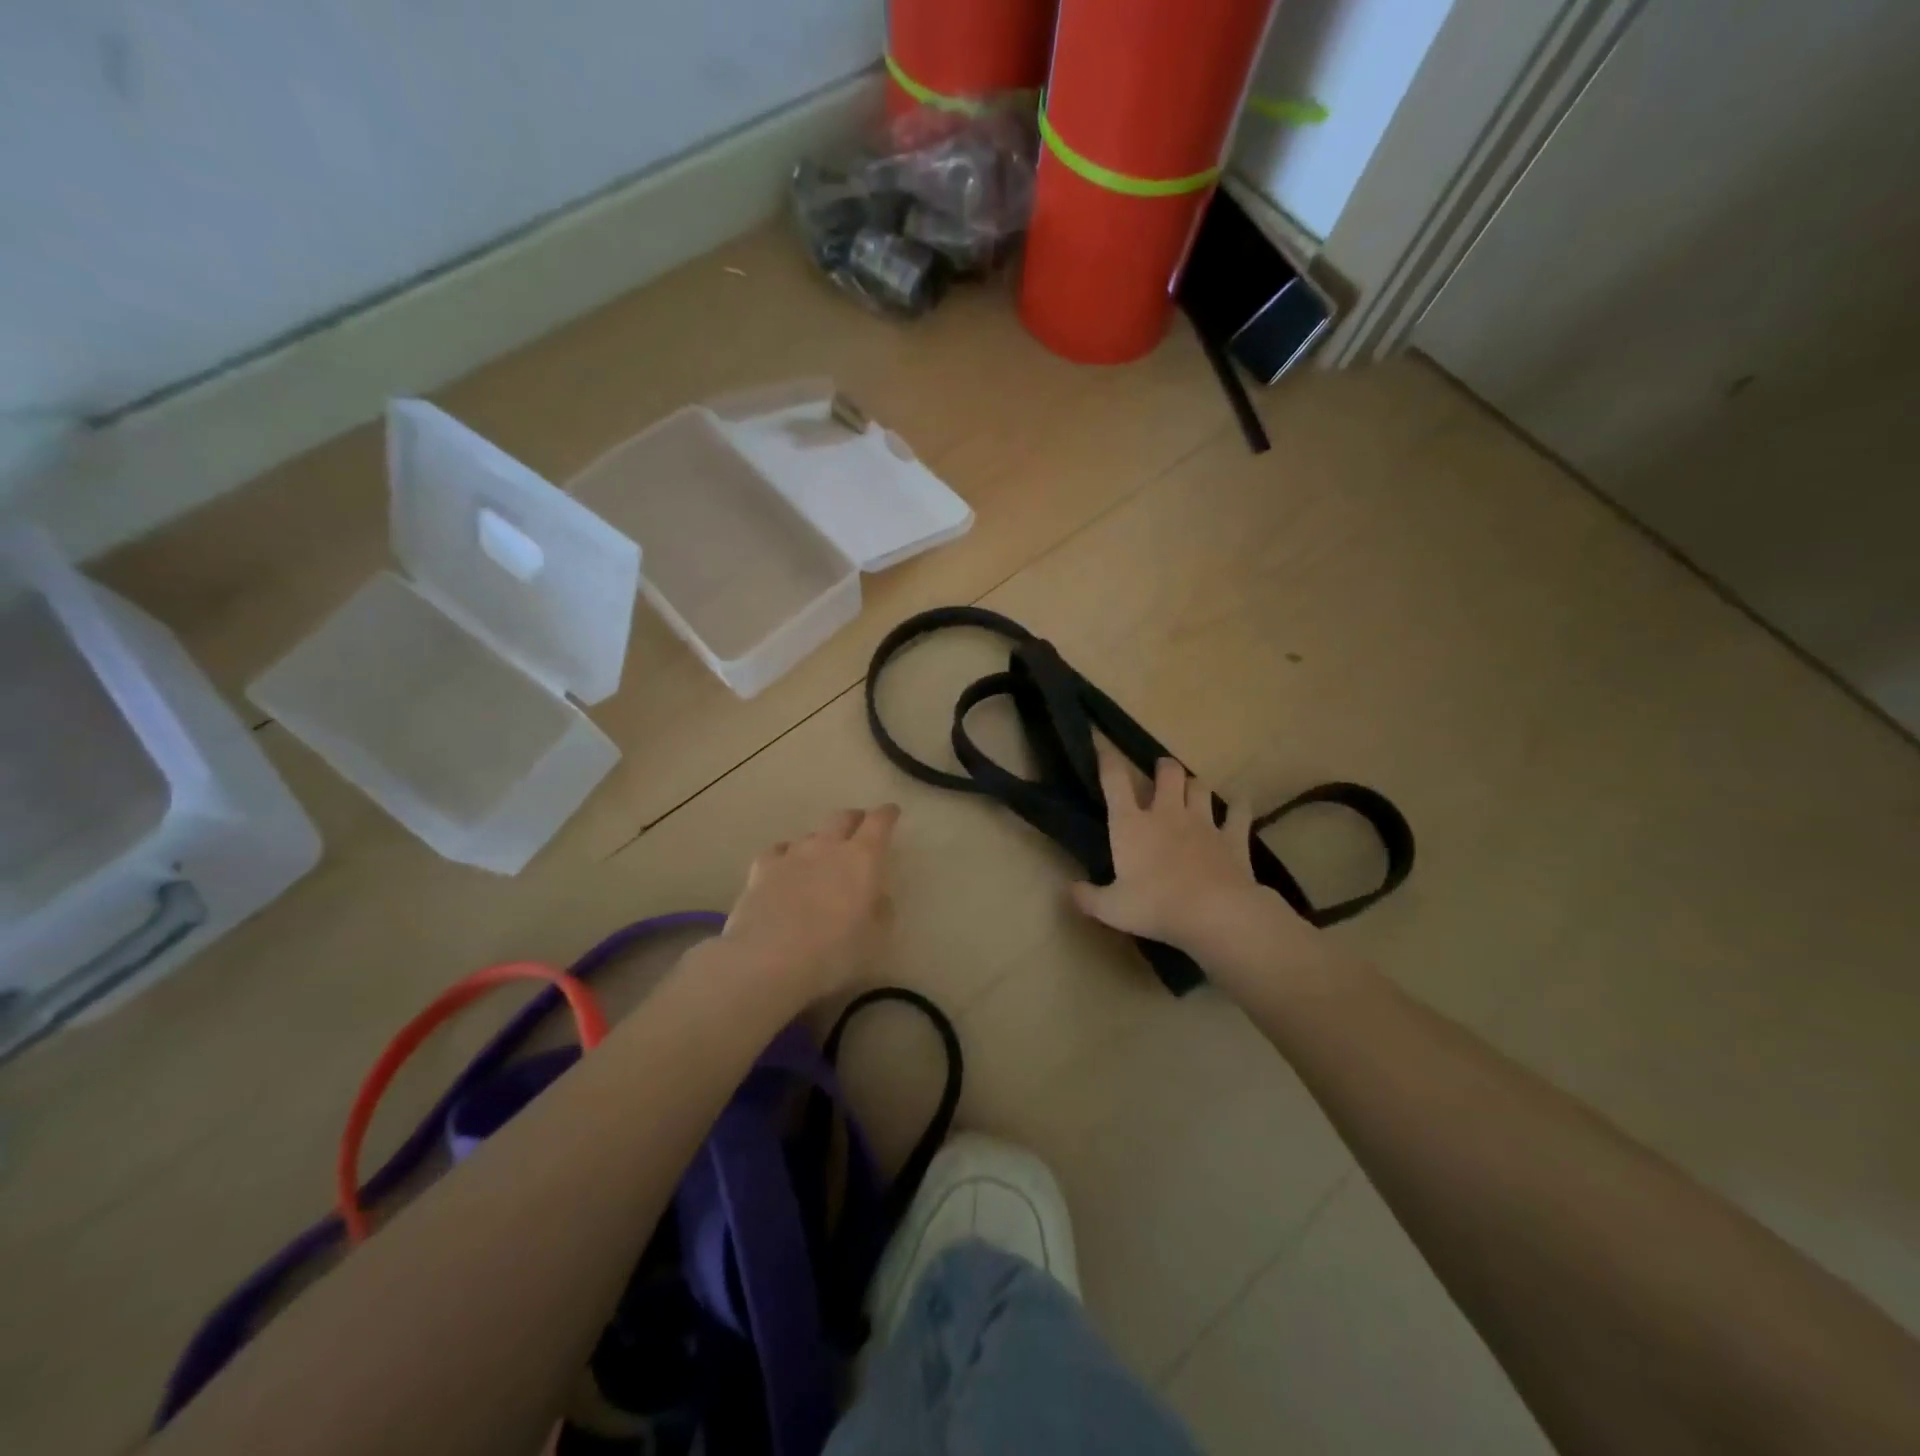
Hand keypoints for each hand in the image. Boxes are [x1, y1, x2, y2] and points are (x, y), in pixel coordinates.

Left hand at [720, 805, 899, 1002]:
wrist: (768, 961)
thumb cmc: (833, 952)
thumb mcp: (875, 939)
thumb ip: (881, 910)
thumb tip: (877, 896)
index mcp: (863, 858)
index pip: (879, 822)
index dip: (887, 814)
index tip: (892, 812)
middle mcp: (828, 846)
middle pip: (842, 818)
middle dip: (854, 819)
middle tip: (860, 827)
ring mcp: (792, 854)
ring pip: (811, 835)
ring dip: (821, 841)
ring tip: (821, 857)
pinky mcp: (761, 869)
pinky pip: (779, 851)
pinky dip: (787, 854)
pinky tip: (786, 866)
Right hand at [1071, 741, 1316, 972]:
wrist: (1215, 913)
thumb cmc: (1156, 907)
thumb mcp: (1111, 909)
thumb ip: (1088, 897)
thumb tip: (1070, 889)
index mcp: (1131, 825)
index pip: (1115, 781)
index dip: (1108, 761)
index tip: (1103, 748)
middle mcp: (1166, 814)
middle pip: (1168, 773)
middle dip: (1164, 768)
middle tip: (1161, 773)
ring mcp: (1203, 822)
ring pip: (1200, 787)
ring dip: (1194, 785)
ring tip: (1192, 790)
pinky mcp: (1233, 837)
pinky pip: (1239, 813)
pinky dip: (1239, 807)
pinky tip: (1240, 805)